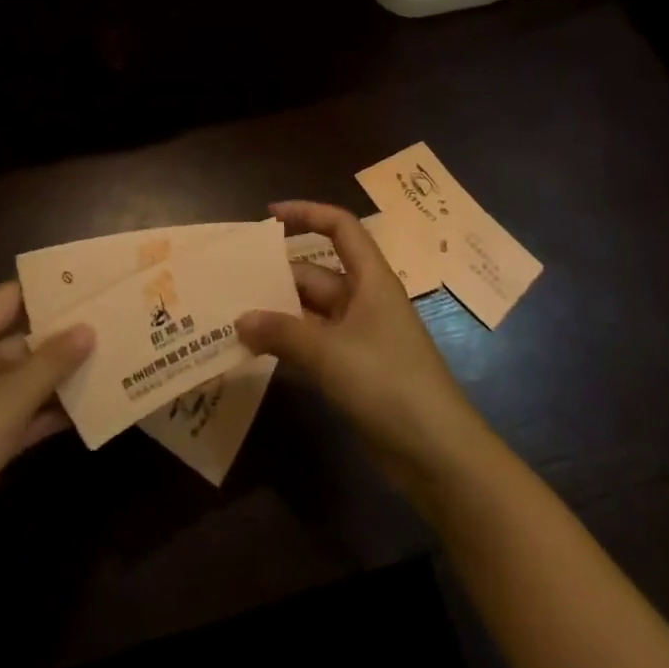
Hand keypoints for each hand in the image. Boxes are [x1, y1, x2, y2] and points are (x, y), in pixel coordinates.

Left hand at [0, 282, 92, 586]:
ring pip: (31, 375)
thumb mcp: (4, 404)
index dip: (50, 288)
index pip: (11, 297)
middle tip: (118, 319)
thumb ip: (49, 364)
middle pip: (26, 336)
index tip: (95, 281)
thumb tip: (89, 327)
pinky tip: (97, 404)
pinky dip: (57, 408)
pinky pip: (29, 410)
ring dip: (67, 372)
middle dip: (68, 333)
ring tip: (118, 357)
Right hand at [237, 201, 490, 499]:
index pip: (341, 228)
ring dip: (277, 315)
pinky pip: (313, 346)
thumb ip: (282, 333)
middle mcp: (364, 301)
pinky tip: (254, 353)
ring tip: (233, 317)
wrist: (436, 454)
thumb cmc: (387, 383)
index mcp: (370, 280)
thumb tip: (240, 319)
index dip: (307, 214)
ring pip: (310, 313)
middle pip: (316, 274)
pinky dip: (287, 347)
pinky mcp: (353, 371)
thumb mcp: (330, 352)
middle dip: (277, 277)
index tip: (269, 216)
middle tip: (231, 283)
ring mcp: (359, 337)